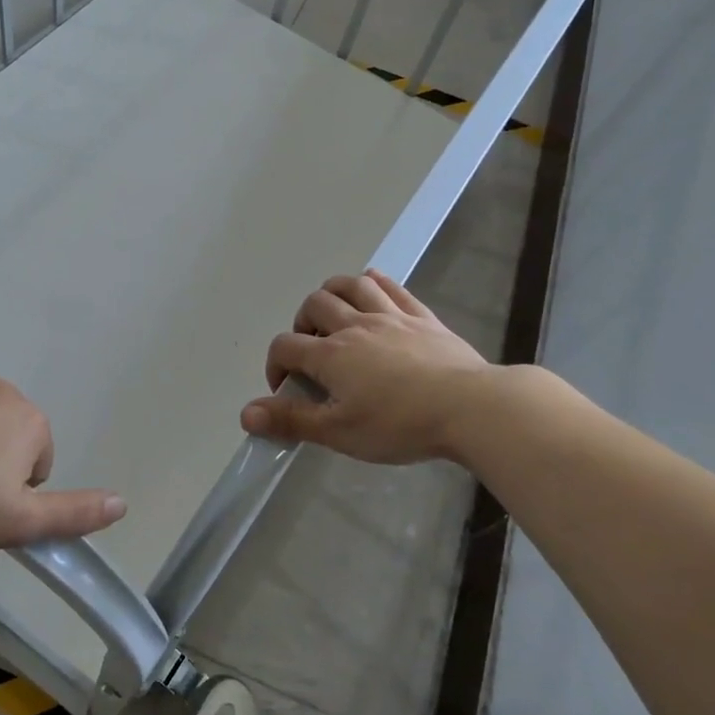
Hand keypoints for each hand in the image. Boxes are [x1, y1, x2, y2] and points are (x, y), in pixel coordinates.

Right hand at [241, 270, 493, 464]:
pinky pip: (392, 286)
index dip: (275, 364)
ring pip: (352, 285)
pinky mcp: (422, 316)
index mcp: (331, 355)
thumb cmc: (400, 424)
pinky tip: (371, 286)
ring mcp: (391, 316)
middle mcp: (355, 326)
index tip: (284, 388)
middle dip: (303, 322)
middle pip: (315, 304)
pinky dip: (375, 282)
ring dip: (334, 292)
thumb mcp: (340, 432)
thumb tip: (245, 414)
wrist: (469, 407)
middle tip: (311, 349)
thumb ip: (292, 420)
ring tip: (334, 313)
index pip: (286, 346)